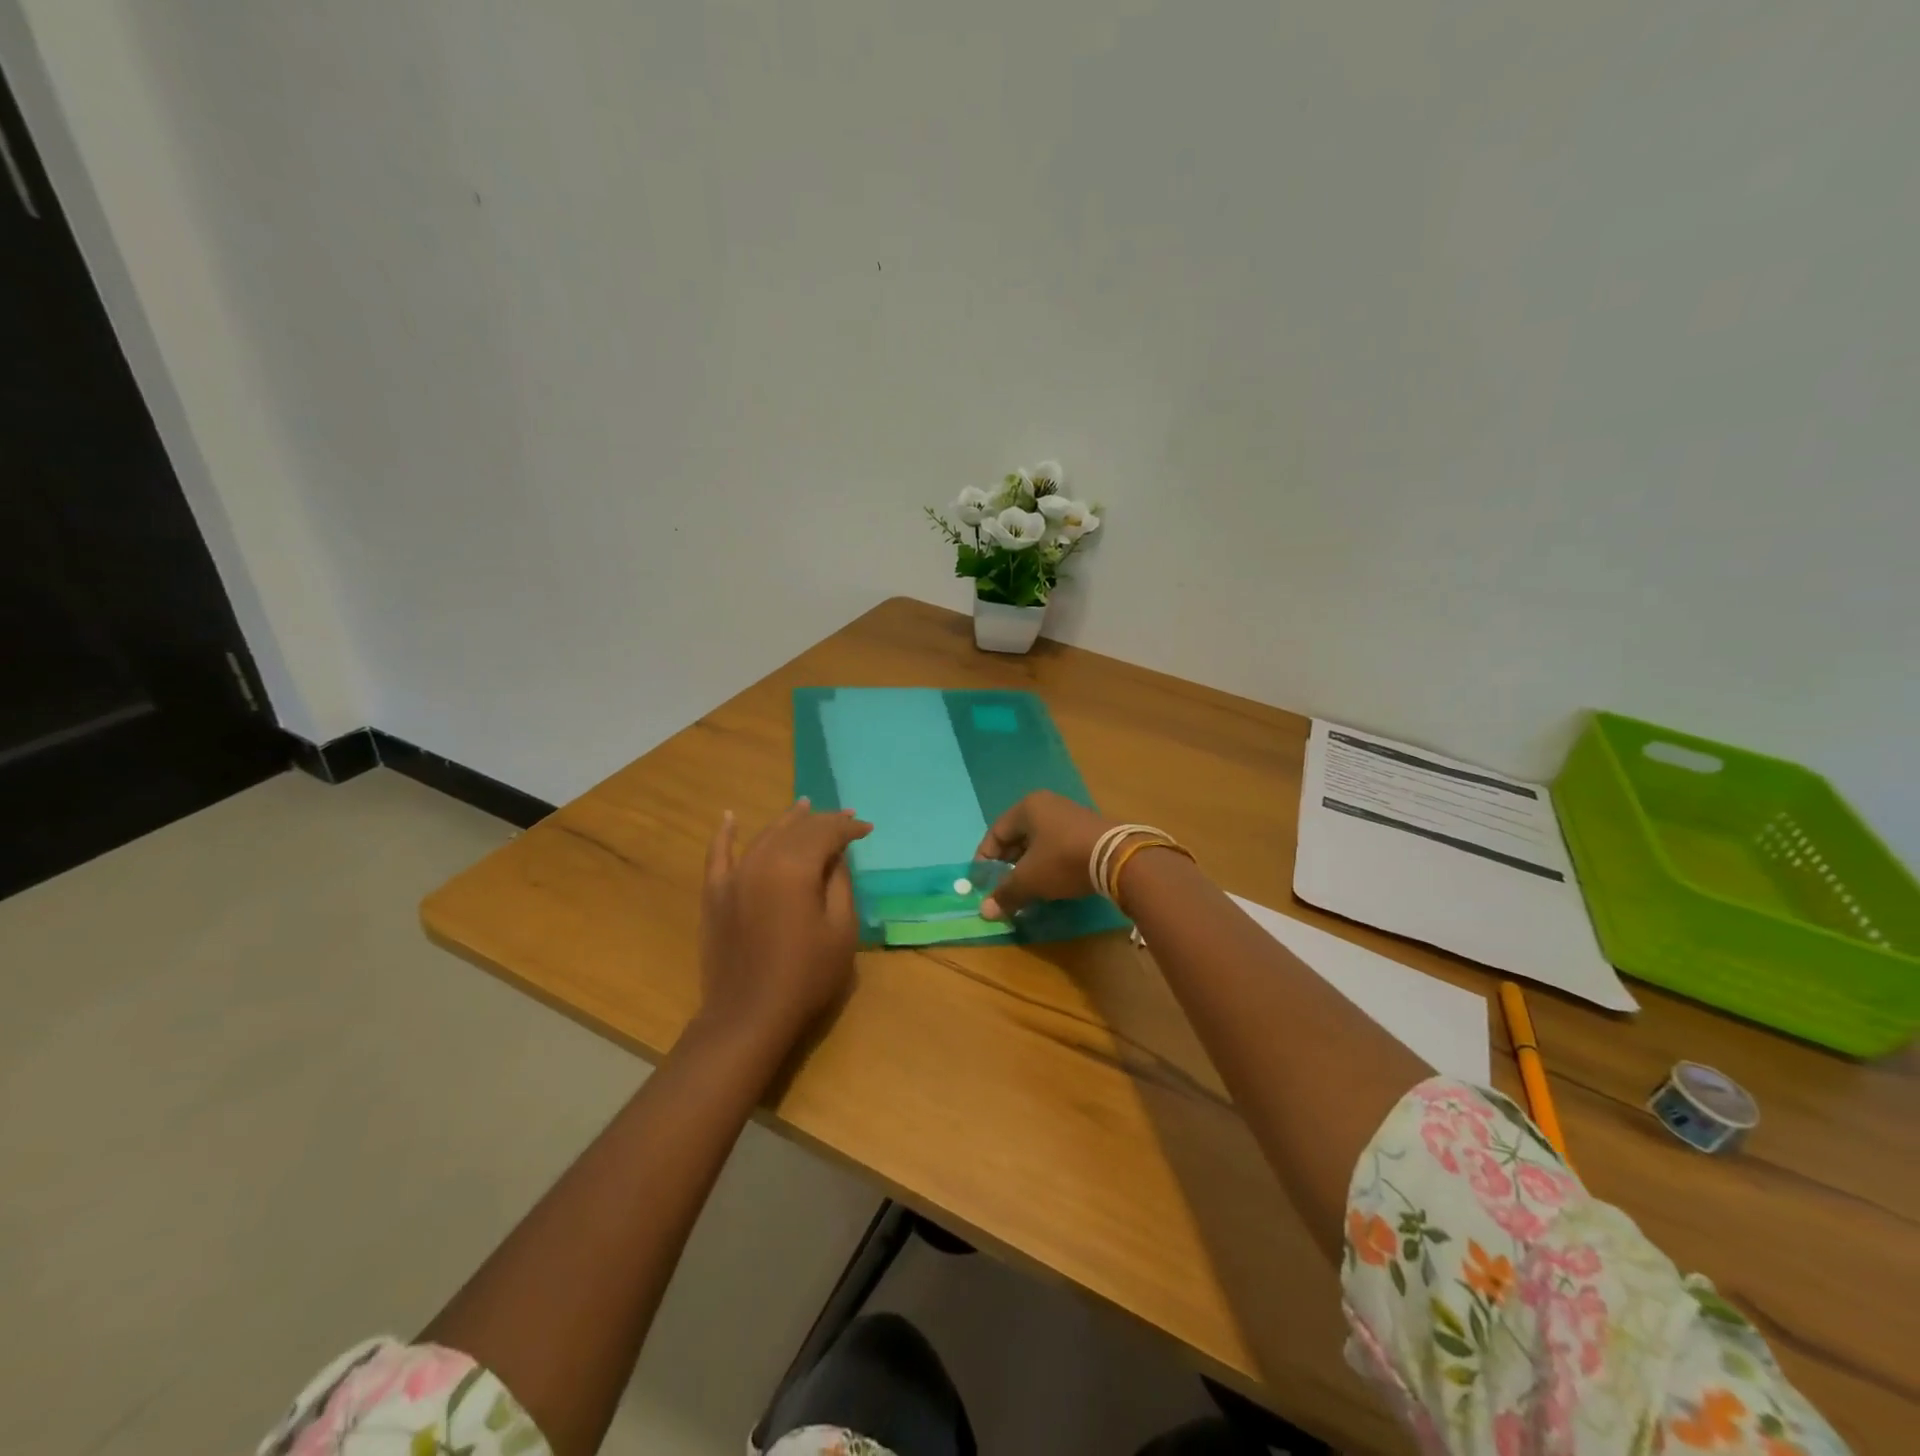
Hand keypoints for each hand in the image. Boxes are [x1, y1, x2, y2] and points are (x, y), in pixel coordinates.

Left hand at [697, 799, 872, 1048]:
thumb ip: (840, 883)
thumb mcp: (841, 929)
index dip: (848, 828)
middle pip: (796, 830)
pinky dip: (725, 834)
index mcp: (795, 867)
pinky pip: (718, 854)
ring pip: (764, 835)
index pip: (826, 833)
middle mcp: (762, 860)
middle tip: (846, 818)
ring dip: (787, 820)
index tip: (867, 828)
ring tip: (804, 807)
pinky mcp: (715, 894)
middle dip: (823, 821)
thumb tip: (836, 855)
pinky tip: (729, 817)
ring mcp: (734, 875)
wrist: (749, 1015)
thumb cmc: (806, 975)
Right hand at [975, 790, 1118, 920]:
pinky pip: (1058, 845)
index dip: (985, 858)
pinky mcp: (1089, 829)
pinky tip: (1051, 882)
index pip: (995, 832)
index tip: (982, 882)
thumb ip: (1005, 893)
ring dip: (1029, 865)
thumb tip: (985, 911)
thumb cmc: (1063, 860)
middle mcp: (1047, 805)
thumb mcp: (1029, 879)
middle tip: (1004, 886)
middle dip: (1008, 863)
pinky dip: (1049, 863)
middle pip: (1017, 836)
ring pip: (1039, 842)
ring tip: (1026, 888)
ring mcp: (1070, 815)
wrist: (1118, 857)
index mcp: (1027, 808)